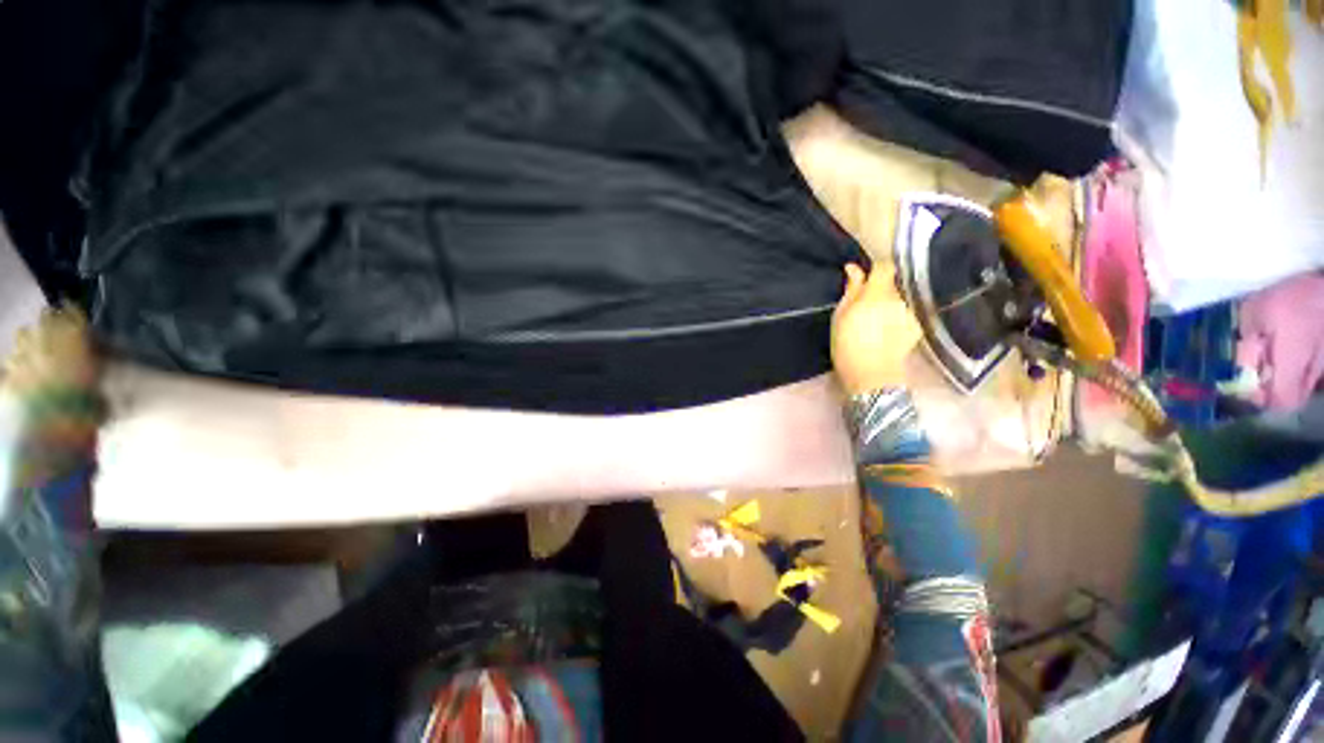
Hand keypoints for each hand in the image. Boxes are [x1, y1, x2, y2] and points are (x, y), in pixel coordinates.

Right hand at [831, 263, 922, 395]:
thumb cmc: (846, 345)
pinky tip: (887, 333)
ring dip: (889, 304)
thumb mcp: (841, 316)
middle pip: (892, 284)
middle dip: (880, 290)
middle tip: (865, 307)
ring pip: (899, 299)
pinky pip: (906, 313)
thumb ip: (851, 289)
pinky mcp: (917, 326)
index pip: (885, 267)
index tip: (867, 277)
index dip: (876, 269)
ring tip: (876, 323)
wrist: (870, 375)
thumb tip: (853, 268)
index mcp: (876, 294)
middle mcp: (898, 299)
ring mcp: (910, 312)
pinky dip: (897, 318)